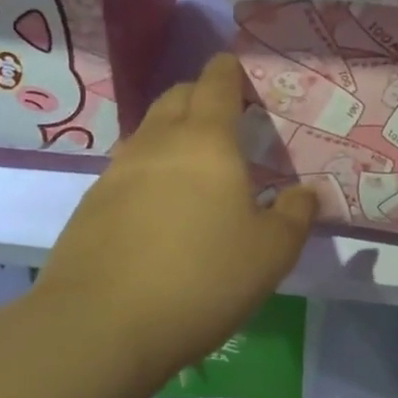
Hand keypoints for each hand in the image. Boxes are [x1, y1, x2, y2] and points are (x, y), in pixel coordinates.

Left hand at [30, 54, 317, 378]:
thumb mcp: (271, 253)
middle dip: (202, 96)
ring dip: (174, 132)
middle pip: (178, 97)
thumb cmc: (201, 278)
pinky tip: (162, 205)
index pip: (216, 82)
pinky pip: (128, 168)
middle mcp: (158, 143)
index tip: (240, 69)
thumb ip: (295, 215)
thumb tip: (306, 192)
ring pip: (149, 131)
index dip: (229, 70)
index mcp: (206, 141)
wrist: (99, 328)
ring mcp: (117, 171)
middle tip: (228, 118)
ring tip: (197, 163)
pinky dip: (150, 169)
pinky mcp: (91, 204)